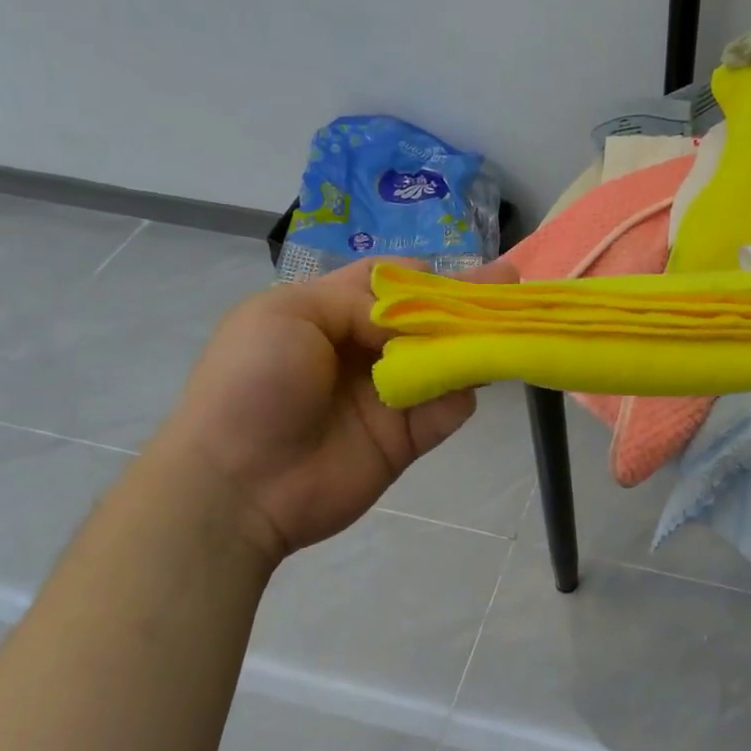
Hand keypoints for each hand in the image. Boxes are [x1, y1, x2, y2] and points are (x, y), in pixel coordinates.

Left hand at [152, 259, 514, 561]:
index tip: (456, 268)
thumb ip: (358, 300)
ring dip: (476, 342)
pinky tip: (479, 376)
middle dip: (467, 300)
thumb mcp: (288, 314)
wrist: (238, 483)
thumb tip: (414, 314)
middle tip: (511, 282)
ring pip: (445, 360)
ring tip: (512, 324)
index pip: (387, 284)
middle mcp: (364, 350)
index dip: (423, 274)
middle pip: (426, 319)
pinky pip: (448, 409)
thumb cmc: (253, 384)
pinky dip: (464, 393)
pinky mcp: (407, 438)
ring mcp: (389, 395)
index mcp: (330, 314)